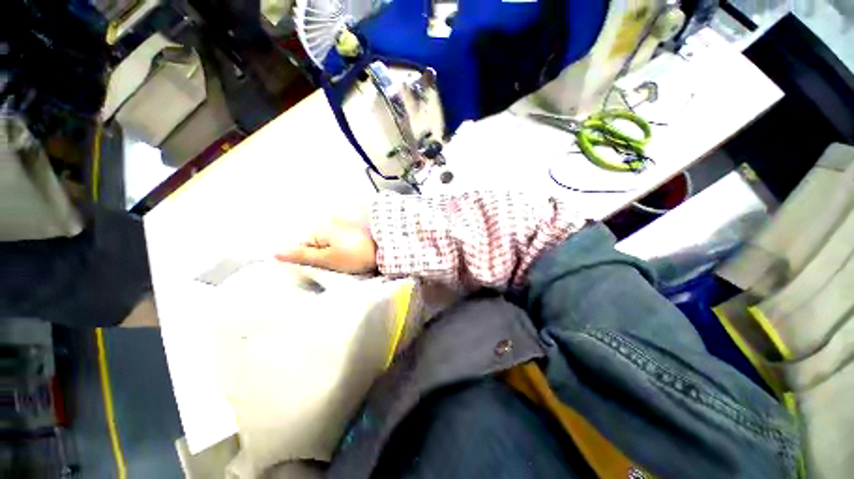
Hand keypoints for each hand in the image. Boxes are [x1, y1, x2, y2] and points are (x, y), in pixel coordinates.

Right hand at [275, 219, 376, 273]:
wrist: (386, 249)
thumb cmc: (354, 256)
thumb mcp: (327, 259)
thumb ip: (302, 255)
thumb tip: (275, 252)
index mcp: (320, 228)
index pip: (302, 246)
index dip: (308, 260)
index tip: (319, 270)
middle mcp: (330, 222)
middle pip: (316, 243)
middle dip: (321, 256)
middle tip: (333, 268)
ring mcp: (344, 224)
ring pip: (329, 243)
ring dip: (332, 253)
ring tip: (344, 263)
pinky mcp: (356, 229)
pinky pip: (341, 240)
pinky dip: (343, 249)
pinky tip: (351, 256)